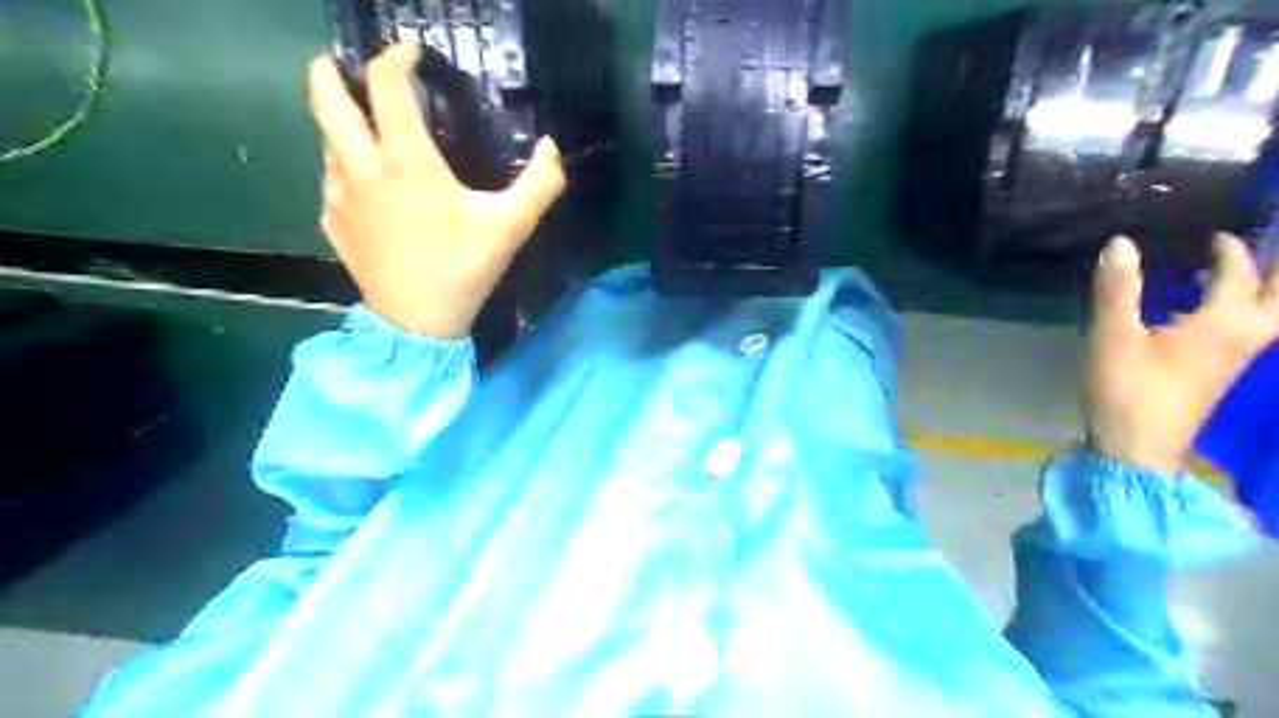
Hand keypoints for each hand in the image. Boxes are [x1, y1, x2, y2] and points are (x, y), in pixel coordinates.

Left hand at [303, 42, 563, 335]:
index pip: (386, 85)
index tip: (411, 53)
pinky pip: (331, 179)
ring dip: (341, 122)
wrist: (416, 322)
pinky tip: (366, 184)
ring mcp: (340, 194)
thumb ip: (540, 183)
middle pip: (325, 97)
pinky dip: (343, 167)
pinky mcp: (333, 221)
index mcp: (406, 160)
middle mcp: (362, 167)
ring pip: (326, 139)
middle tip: (346, 65)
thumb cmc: (463, 268)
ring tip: (366, 129)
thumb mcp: (511, 226)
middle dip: (330, 70)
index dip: (396, 57)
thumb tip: (551, 148)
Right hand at [1083, 233, 1278, 472]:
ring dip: (1264, 291)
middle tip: (1265, 250)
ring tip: (1240, 274)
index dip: (1230, 251)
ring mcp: (1234, 360)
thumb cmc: (1126, 389)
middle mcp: (1242, 338)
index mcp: (1222, 324)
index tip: (1216, 235)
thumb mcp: (1113, 337)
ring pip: (1268, 317)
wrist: (1136, 448)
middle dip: (1276, 272)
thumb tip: (1121, 243)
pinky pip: (1247, 332)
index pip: (1239, 275)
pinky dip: (1241, 311)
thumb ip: (1118, 290)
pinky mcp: (1216, 376)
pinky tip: (1203, 312)